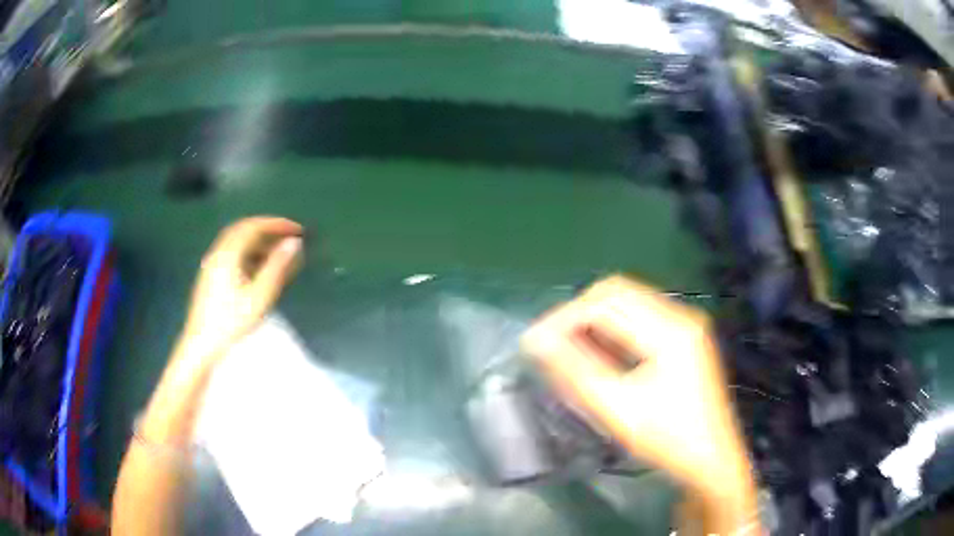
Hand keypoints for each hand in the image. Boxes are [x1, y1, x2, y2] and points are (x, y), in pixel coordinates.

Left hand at [181, 217, 302, 363]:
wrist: (201, 344)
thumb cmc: (231, 321)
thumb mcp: (259, 295)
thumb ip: (277, 267)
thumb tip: (294, 243)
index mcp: (228, 253)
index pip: (254, 227)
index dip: (277, 224)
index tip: (297, 229)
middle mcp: (218, 252)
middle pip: (244, 230)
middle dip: (268, 230)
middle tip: (289, 236)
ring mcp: (212, 264)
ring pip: (237, 242)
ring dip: (259, 242)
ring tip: (278, 253)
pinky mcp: (211, 276)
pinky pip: (232, 254)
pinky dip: (250, 253)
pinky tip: (259, 268)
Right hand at [522, 276, 756, 510]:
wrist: (711, 459)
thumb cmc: (668, 439)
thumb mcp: (618, 408)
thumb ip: (575, 371)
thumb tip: (536, 341)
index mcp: (670, 330)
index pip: (606, 302)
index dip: (565, 317)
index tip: (535, 342)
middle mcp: (680, 315)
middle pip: (618, 293)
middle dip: (578, 315)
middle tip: (550, 344)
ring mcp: (685, 325)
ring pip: (628, 304)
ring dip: (594, 321)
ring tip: (568, 351)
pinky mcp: (684, 337)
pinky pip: (640, 319)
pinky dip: (613, 330)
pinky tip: (599, 355)